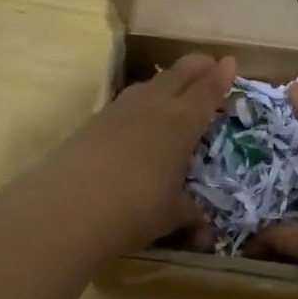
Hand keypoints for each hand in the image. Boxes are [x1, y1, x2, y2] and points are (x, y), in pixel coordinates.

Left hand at [35, 53, 236, 256]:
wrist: (68, 208)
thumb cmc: (134, 209)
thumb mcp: (170, 216)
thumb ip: (189, 217)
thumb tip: (206, 236)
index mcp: (181, 123)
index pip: (206, 91)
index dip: (220, 76)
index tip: (229, 62)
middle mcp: (153, 107)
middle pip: (179, 74)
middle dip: (196, 65)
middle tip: (208, 62)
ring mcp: (120, 110)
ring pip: (149, 83)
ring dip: (166, 79)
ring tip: (174, 83)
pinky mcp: (94, 121)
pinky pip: (126, 100)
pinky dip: (141, 98)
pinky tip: (138, 112)